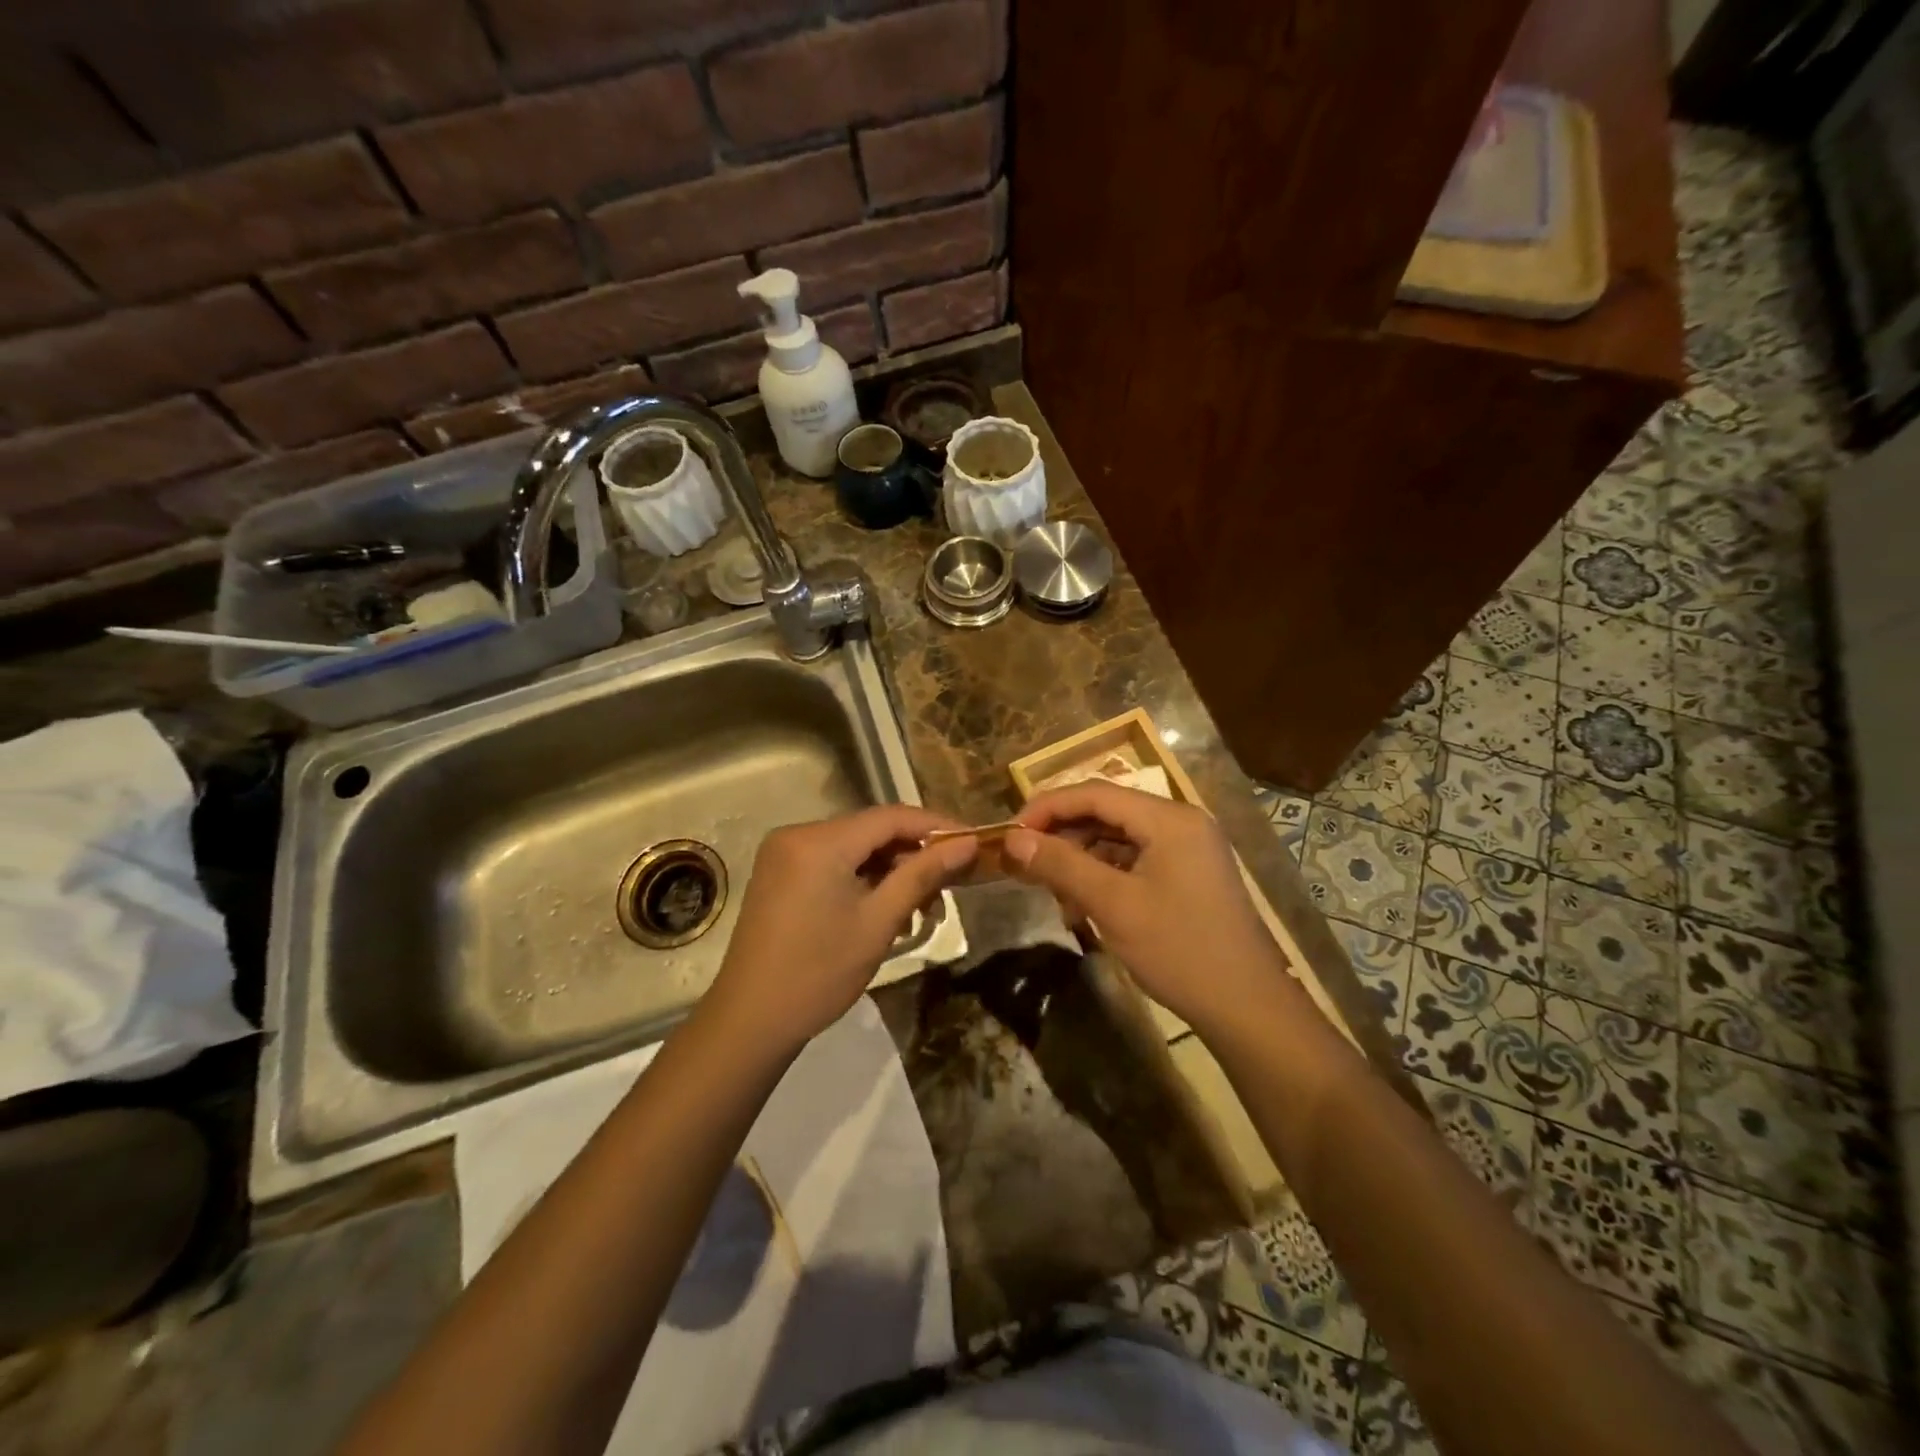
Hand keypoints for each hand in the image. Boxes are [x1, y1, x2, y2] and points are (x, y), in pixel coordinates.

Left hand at [705, 805, 976, 1053]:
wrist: (750, 1020)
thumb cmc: (819, 973)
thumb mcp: (879, 922)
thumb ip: (923, 875)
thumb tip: (967, 844)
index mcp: (819, 841)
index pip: (891, 817)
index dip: (937, 826)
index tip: (973, 843)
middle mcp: (797, 834)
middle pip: (871, 830)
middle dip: (913, 853)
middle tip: (950, 884)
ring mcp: (784, 853)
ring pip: (854, 847)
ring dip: (889, 869)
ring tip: (920, 905)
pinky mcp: (779, 873)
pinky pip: (832, 861)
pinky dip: (862, 878)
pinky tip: (884, 906)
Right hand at [1005, 782, 1292, 1036]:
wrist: (1248, 1007)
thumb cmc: (1179, 950)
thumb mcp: (1113, 905)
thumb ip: (1061, 865)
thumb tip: (1013, 839)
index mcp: (1169, 818)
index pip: (1095, 793)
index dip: (1047, 807)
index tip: (1010, 833)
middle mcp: (1181, 822)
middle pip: (1107, 812)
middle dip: (1063, 836)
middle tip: (1026, 864)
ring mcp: (1188, 848)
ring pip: (1119, 838)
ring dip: (1082, 859)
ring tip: (1055, 894)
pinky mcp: (1189, 874)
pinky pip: (1136, 859)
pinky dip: (1105, 875)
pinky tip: (1084, 905)